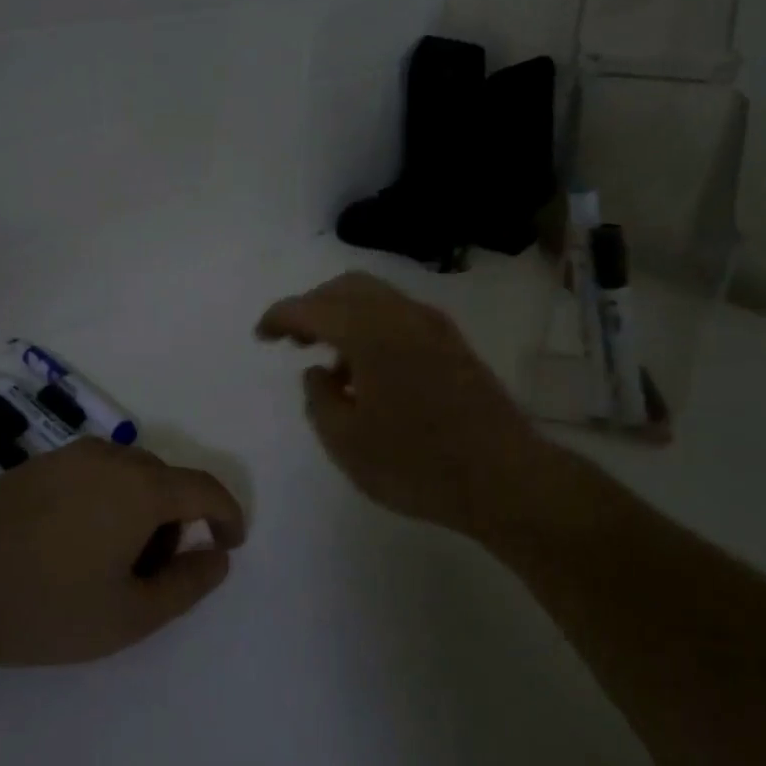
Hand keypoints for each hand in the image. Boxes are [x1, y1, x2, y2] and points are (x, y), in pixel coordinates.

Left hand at [0, 439, 244, 666]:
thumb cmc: (49, 607)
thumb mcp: (131, 615)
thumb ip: (188, 585)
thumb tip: (218, 557)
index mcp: (141, 487)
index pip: (204, 489)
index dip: (227, 514)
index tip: (231, 543)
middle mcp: (109, 458)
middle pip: (165, 480)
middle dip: (176, 520)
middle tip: (156, 571)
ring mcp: (66, 457)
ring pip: (127, 474)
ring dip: (139, 508)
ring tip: (111, 560)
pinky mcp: (34, 466)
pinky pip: (90, 473)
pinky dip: (105, 499)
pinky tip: (71, 543)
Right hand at [256, 271, 552, 536]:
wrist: (504, 478)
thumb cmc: (416, 463)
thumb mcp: (347, 442)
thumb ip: (319, 400)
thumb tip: (317, 372)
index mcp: (370, 332)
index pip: (313, 307)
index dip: (280, 316)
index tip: (261, 335)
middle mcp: (402, 315)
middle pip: (347, 288)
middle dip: (313, 306)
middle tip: (293, 339)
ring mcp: (434, 326)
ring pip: (377, 298)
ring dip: (344, 316)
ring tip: (331, 364)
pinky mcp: (453, 344)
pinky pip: (400, 317)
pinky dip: (372, 328)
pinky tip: (369, 372)